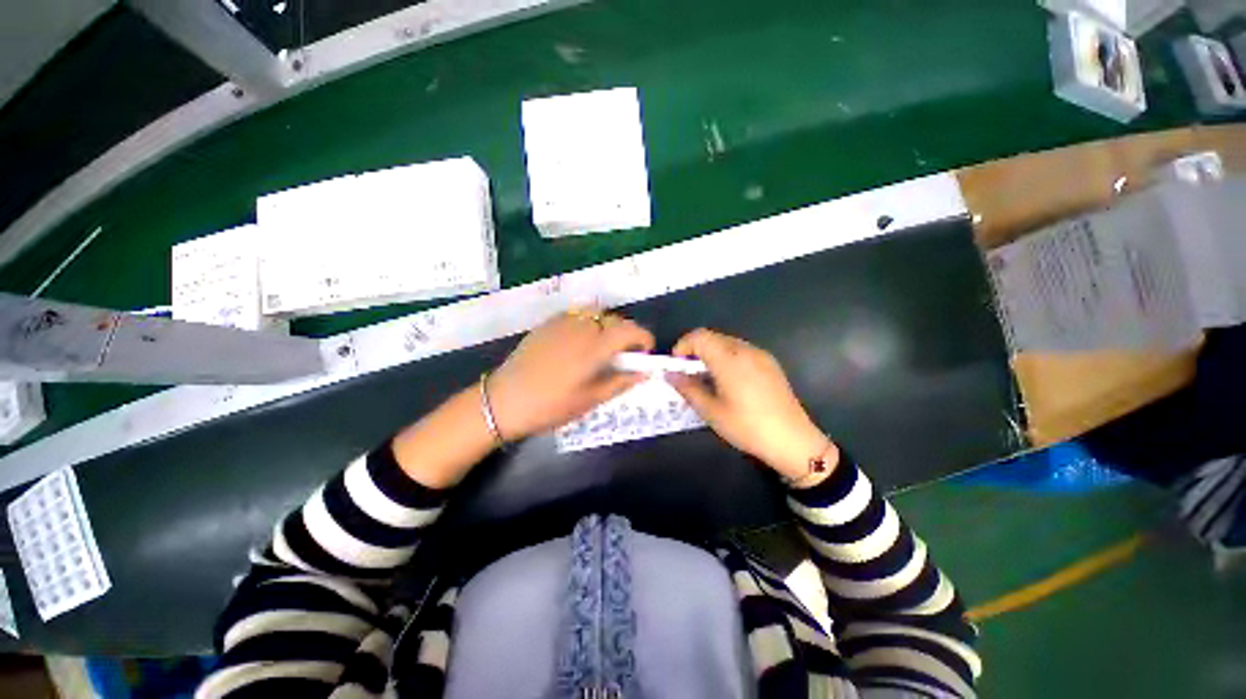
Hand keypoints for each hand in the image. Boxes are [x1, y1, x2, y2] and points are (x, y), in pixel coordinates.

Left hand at [487, 308, 654, 440]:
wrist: (504, 399)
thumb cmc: (551, 406)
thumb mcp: (590, 400)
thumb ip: (620, 382)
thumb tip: (644, 373)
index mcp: (594, 348)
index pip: (630, 330)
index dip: (644, 339)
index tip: (644, 353)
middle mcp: (582, 328)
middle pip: (615, 320)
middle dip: (626, 334)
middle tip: (622, 356)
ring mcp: (562, 322)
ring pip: (596, 314)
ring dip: (607, 326)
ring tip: (601, 347)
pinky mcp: (548, 323)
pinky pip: (577, 315)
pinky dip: (588, 323)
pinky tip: (579, 342)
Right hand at [669, 329, 836, 481]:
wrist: (793, 440)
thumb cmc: (747, 426)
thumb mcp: (711, 411)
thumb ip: (688, 388)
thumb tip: (670, 374)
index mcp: (728, 359)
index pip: (699, 336)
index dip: (683, 345)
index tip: (676, 365)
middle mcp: (745, 350)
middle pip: (713, 337)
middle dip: (695, 349)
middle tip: (688, 372)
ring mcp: (760, 355)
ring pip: (727, 342)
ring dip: (711, 353)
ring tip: (706, 377)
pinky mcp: (770, 363)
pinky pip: (741, 350)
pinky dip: (726, 357)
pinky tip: (728, 380)